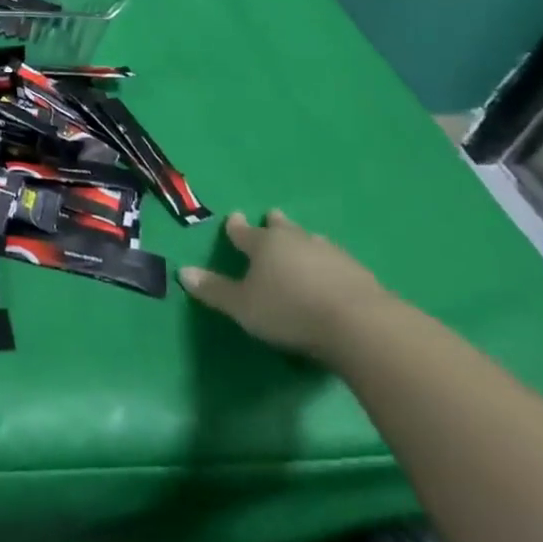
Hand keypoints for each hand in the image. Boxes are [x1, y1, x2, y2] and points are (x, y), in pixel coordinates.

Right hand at [177, 209, 388, 360]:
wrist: (360, 325)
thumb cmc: (290, 311)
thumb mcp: (243, 307)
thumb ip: (214, 290)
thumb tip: (182, 272)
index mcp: (264, 245)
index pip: (243, 232)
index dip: (236, 226)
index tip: (233, 217)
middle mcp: (296, 242)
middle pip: (282, 229)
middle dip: (275, 223)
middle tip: (273, 216)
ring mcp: (331, 254)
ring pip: (312, 241)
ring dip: (304, 241)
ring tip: (304, 241)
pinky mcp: (359, 273)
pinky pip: (336, 261)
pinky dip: (328, 263)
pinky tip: (332, 271)